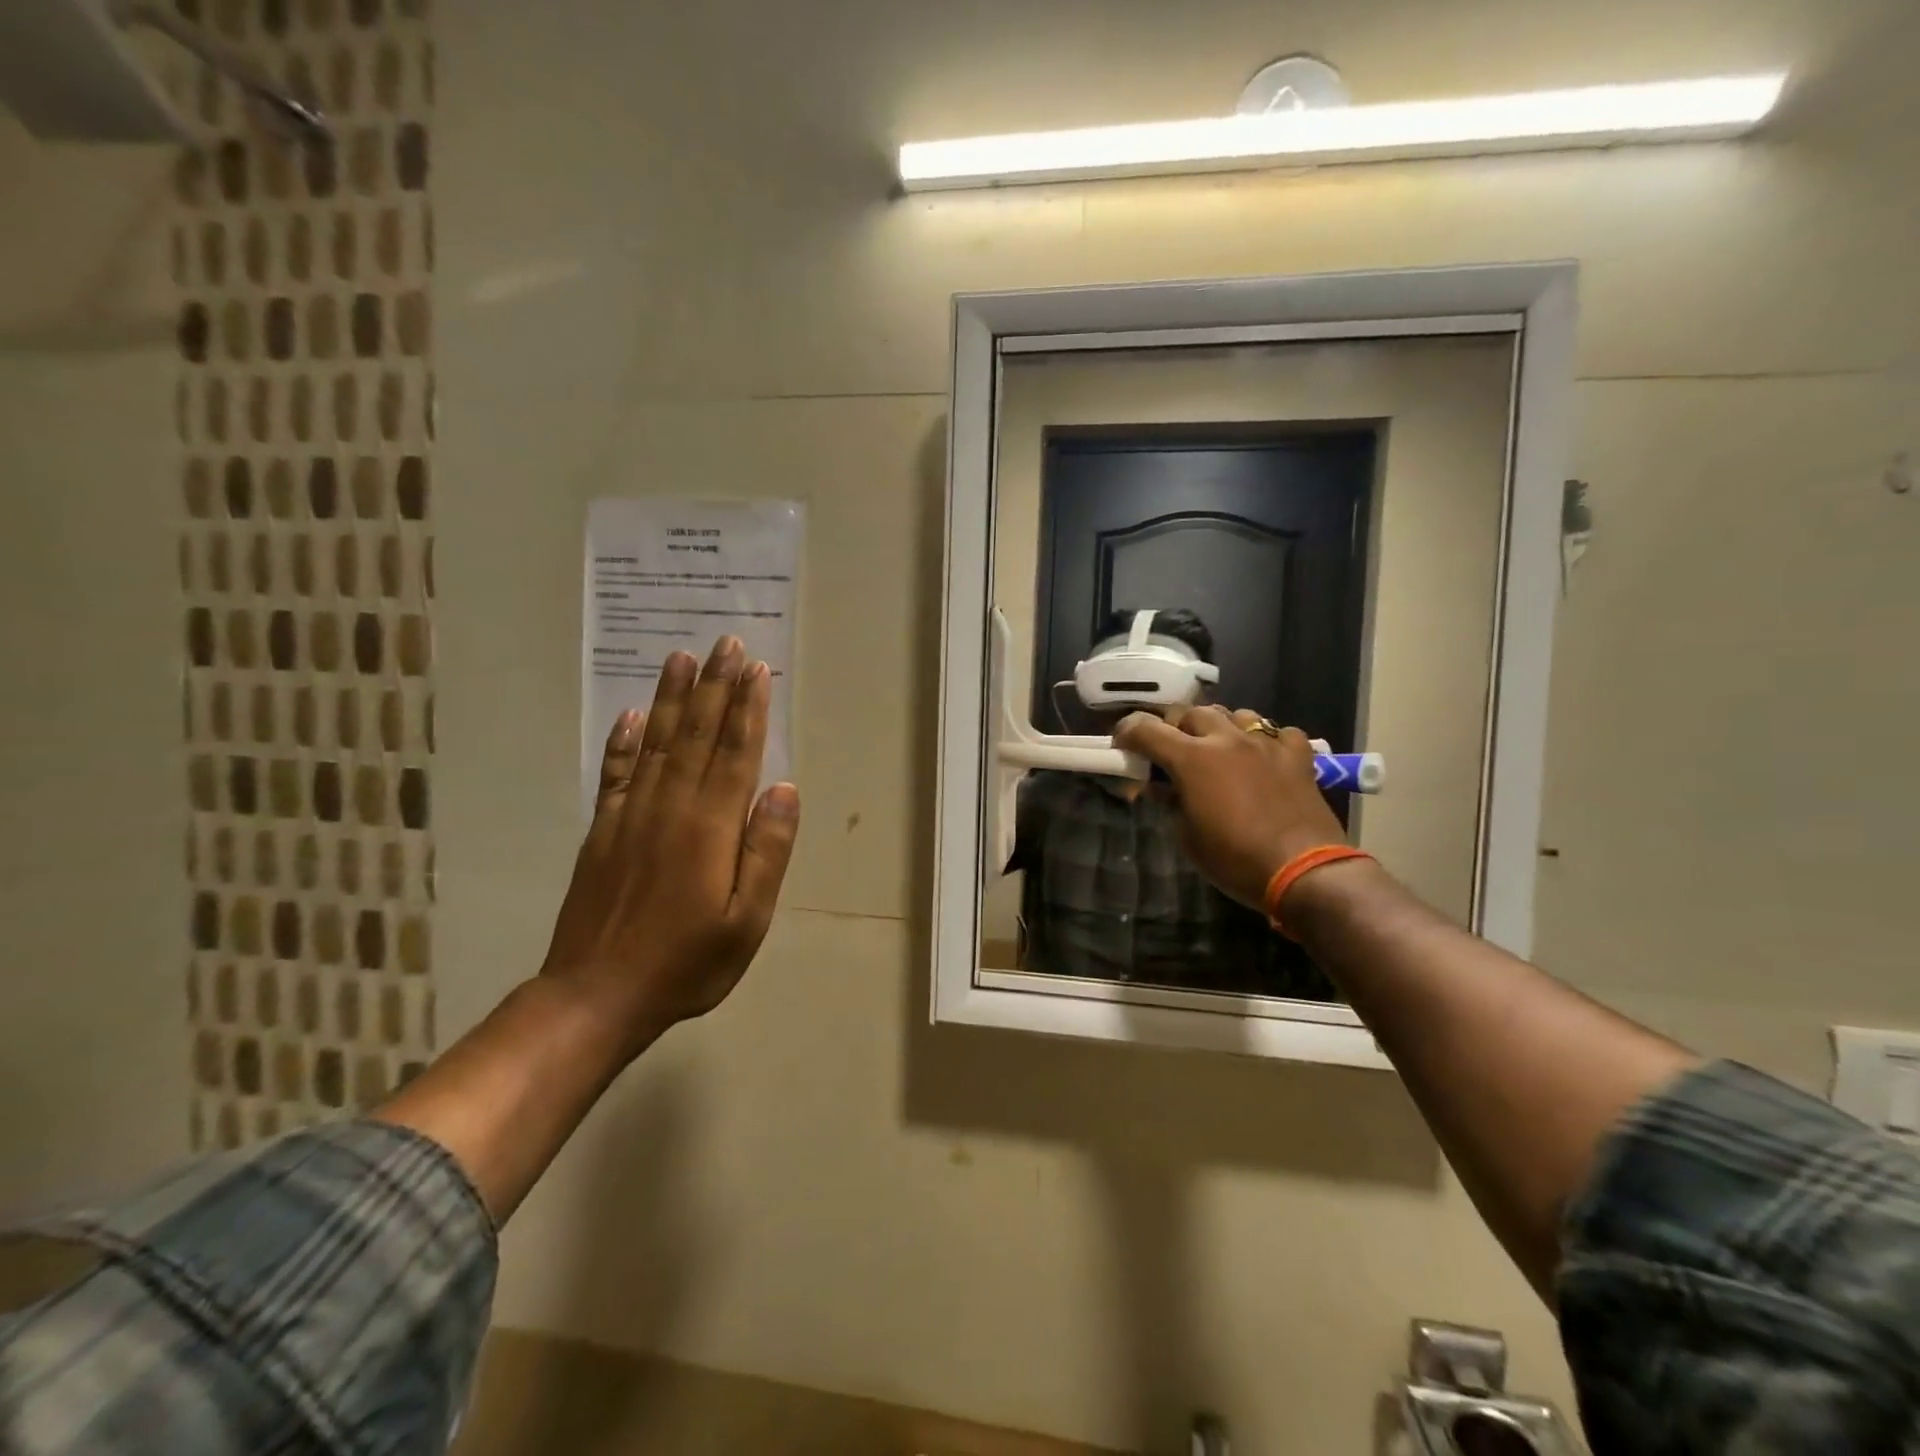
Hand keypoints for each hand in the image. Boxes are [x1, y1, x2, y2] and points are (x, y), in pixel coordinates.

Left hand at [543, 637, 800, 1053]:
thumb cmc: (686, 963)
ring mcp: (630, 815)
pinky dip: (625, 742)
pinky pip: (616, 773)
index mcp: (710, 827)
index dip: (748, 708)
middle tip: (726, 643)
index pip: (736, 753)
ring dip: (673, 698)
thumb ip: (767, 852)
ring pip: (658, 743)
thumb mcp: (746, 920)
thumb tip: (784, 790)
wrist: (596, 996)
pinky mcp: (602, 831)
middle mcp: (670, 807)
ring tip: (682, 658)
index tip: (755, 668)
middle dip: (715, 686)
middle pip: (698, 734)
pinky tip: (633, 716)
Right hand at [1112, 706, 1346, 909]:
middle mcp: (1226, 739)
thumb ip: (1170, 802)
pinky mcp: (1297, 755)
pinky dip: (1265, 740)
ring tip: (1218, 749)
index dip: (1127, 732)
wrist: (1303, 871)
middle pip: (1190, 713)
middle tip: (1171, 752)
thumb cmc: (1234, 859)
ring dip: (1218, 727)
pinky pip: (1277, 732)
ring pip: (1234, 714)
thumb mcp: (1186, 836)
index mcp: (1191, 759)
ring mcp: (1265, 743)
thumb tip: (1161, 787)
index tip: (1122, 744)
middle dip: (1174, 728)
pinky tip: (1263, 758)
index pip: (1146, 729)